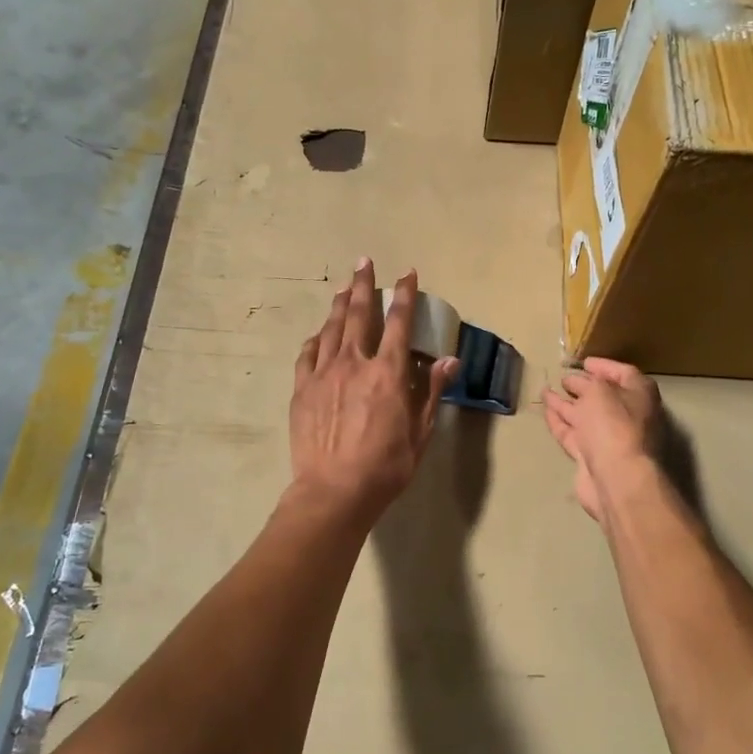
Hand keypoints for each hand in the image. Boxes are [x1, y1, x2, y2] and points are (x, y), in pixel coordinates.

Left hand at [291, 260, 457, 518]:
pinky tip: (320, 333)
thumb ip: (431, 391)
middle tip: (364, 262)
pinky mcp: (302, 389)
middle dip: (363, 284)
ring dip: (339, 304)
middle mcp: (354, 363)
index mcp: (387, 373)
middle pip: (358, 313)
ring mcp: (323, 374)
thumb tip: (450, 360)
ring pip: (331, 328)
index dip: (404, 294)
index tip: (407, 273)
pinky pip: (308, 354)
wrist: (333, 491)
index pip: (398, 322)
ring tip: (344, 287)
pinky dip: (316, 338)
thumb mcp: (420, 432)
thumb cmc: (385, 466)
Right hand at [543, 358, 663, 519]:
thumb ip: (588, 383)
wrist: (616, 478)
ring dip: (566, 403)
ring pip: (584, 416)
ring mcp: (609, 438)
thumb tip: (579, 383)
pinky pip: (573, 434)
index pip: (623, 373)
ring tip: (546, 391)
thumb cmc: (614, 425)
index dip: (604, 366)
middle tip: (563, 377)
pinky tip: (547, 410)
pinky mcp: (591, 457)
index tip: (584, 361)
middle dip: (583, 386)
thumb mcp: (600, 391)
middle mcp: (628, 415)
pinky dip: (560, 422)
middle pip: (603, 396)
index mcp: (639, 395)